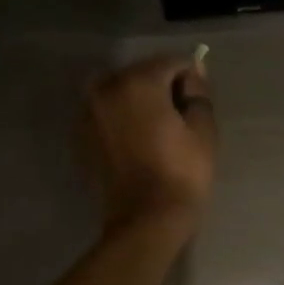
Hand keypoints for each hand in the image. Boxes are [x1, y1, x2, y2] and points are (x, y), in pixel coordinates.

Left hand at [86, 54, 216, 235]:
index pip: (171, 63)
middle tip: (178, 118)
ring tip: (155, 130)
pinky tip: (136, 144)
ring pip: (118, 93)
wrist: (145, 221)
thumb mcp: (203, 132)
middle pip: (140, 74)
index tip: (198, 102)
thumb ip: (199, 94)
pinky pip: (105, 116)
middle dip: (160, 88)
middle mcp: (105, 88)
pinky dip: (120, 120)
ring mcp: (87, 114)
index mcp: (138, 82)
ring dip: (137, 103)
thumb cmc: (182, 175)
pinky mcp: (80, 138)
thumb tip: (194, 73)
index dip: (190, 79)